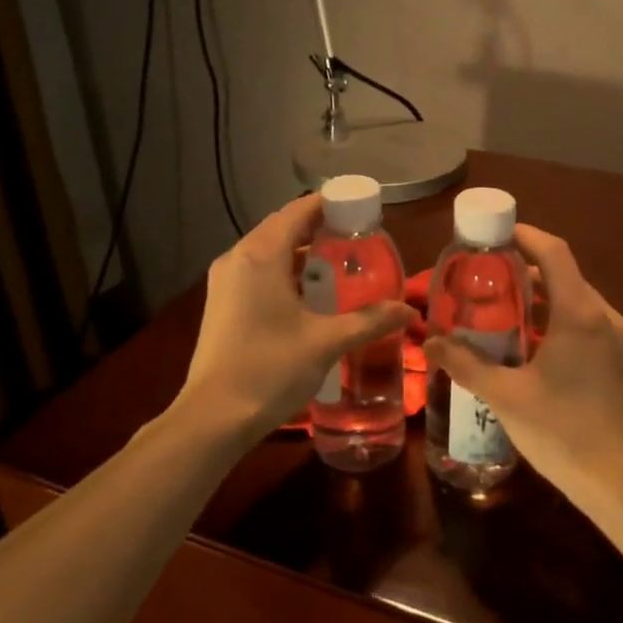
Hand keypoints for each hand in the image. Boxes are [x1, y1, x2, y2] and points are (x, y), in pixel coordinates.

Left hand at [177, 195, 412, 438]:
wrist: (214, 417)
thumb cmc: (270, 369)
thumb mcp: (326, 342)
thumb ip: (370, 321)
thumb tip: (408, 310)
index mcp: (260, 255)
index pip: (298, 211)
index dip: (330, 205)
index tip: (362, 211)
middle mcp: (238, 258)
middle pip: (282, 228)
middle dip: (319, 229)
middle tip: (358, 241)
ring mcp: (225, 282)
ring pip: (269, 252)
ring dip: (302, 254)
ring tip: (340, 266)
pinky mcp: (222, 304)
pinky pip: (258, 272)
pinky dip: (285, 273)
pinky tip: (310, 296)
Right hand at [425, 224, 622, 493]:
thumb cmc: (563, 431)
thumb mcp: (506, 396)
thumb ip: (466, 365)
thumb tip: (429, 345)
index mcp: (580, 314)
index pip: (554, 253)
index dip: (526, 236)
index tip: (496, 233)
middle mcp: (606, 318)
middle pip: (566, 277)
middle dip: (527, 272)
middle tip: (488, 279)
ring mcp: (620, 343)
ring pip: (579, 304)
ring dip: (544, 300)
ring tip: (506, 313)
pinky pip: (590, 327)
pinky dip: (561, 323)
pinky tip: (535, 350)